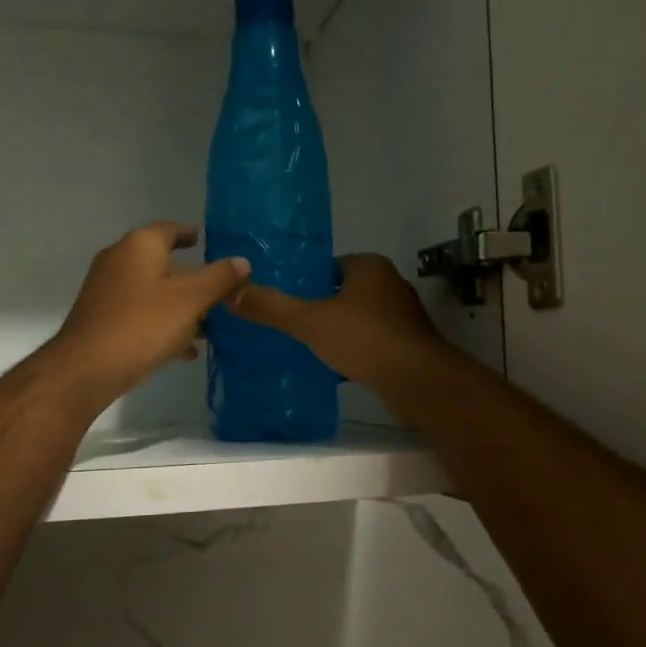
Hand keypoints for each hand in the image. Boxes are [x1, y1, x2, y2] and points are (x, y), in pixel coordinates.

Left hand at [49, 223, 250, 410]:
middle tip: (218, 291)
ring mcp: (107, 290)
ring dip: (179, 306)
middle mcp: (119, 260)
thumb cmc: (143, 325)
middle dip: (191, 278)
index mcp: (140, 245)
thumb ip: (219, 278)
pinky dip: (162, 323)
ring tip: (208, 326)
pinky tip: (183, 349)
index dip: (190, 234)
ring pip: (152, 291)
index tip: (206, 240)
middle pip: (163, 262)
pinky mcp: (102, 317)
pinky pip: (140, 313)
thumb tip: (242, 261)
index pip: (170, 230)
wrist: (87, 368)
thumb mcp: (191, 300)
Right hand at [229, 254, 450, 406]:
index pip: (329, 266)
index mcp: (369, 267)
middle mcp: (390, 285)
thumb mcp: (309, 321)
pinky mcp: (407, 345)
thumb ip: (270, 307)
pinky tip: (333, 367)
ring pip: (358, 319)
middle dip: (319, 307)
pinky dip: (354, 351)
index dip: (305, 280)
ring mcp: (401, 316)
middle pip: (343, 292)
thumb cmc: (364, 339)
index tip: (282, 297)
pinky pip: (371, 342)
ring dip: (337, 330)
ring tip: (305, 345)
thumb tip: (229, 292)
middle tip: (287, 323)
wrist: (416, 381)